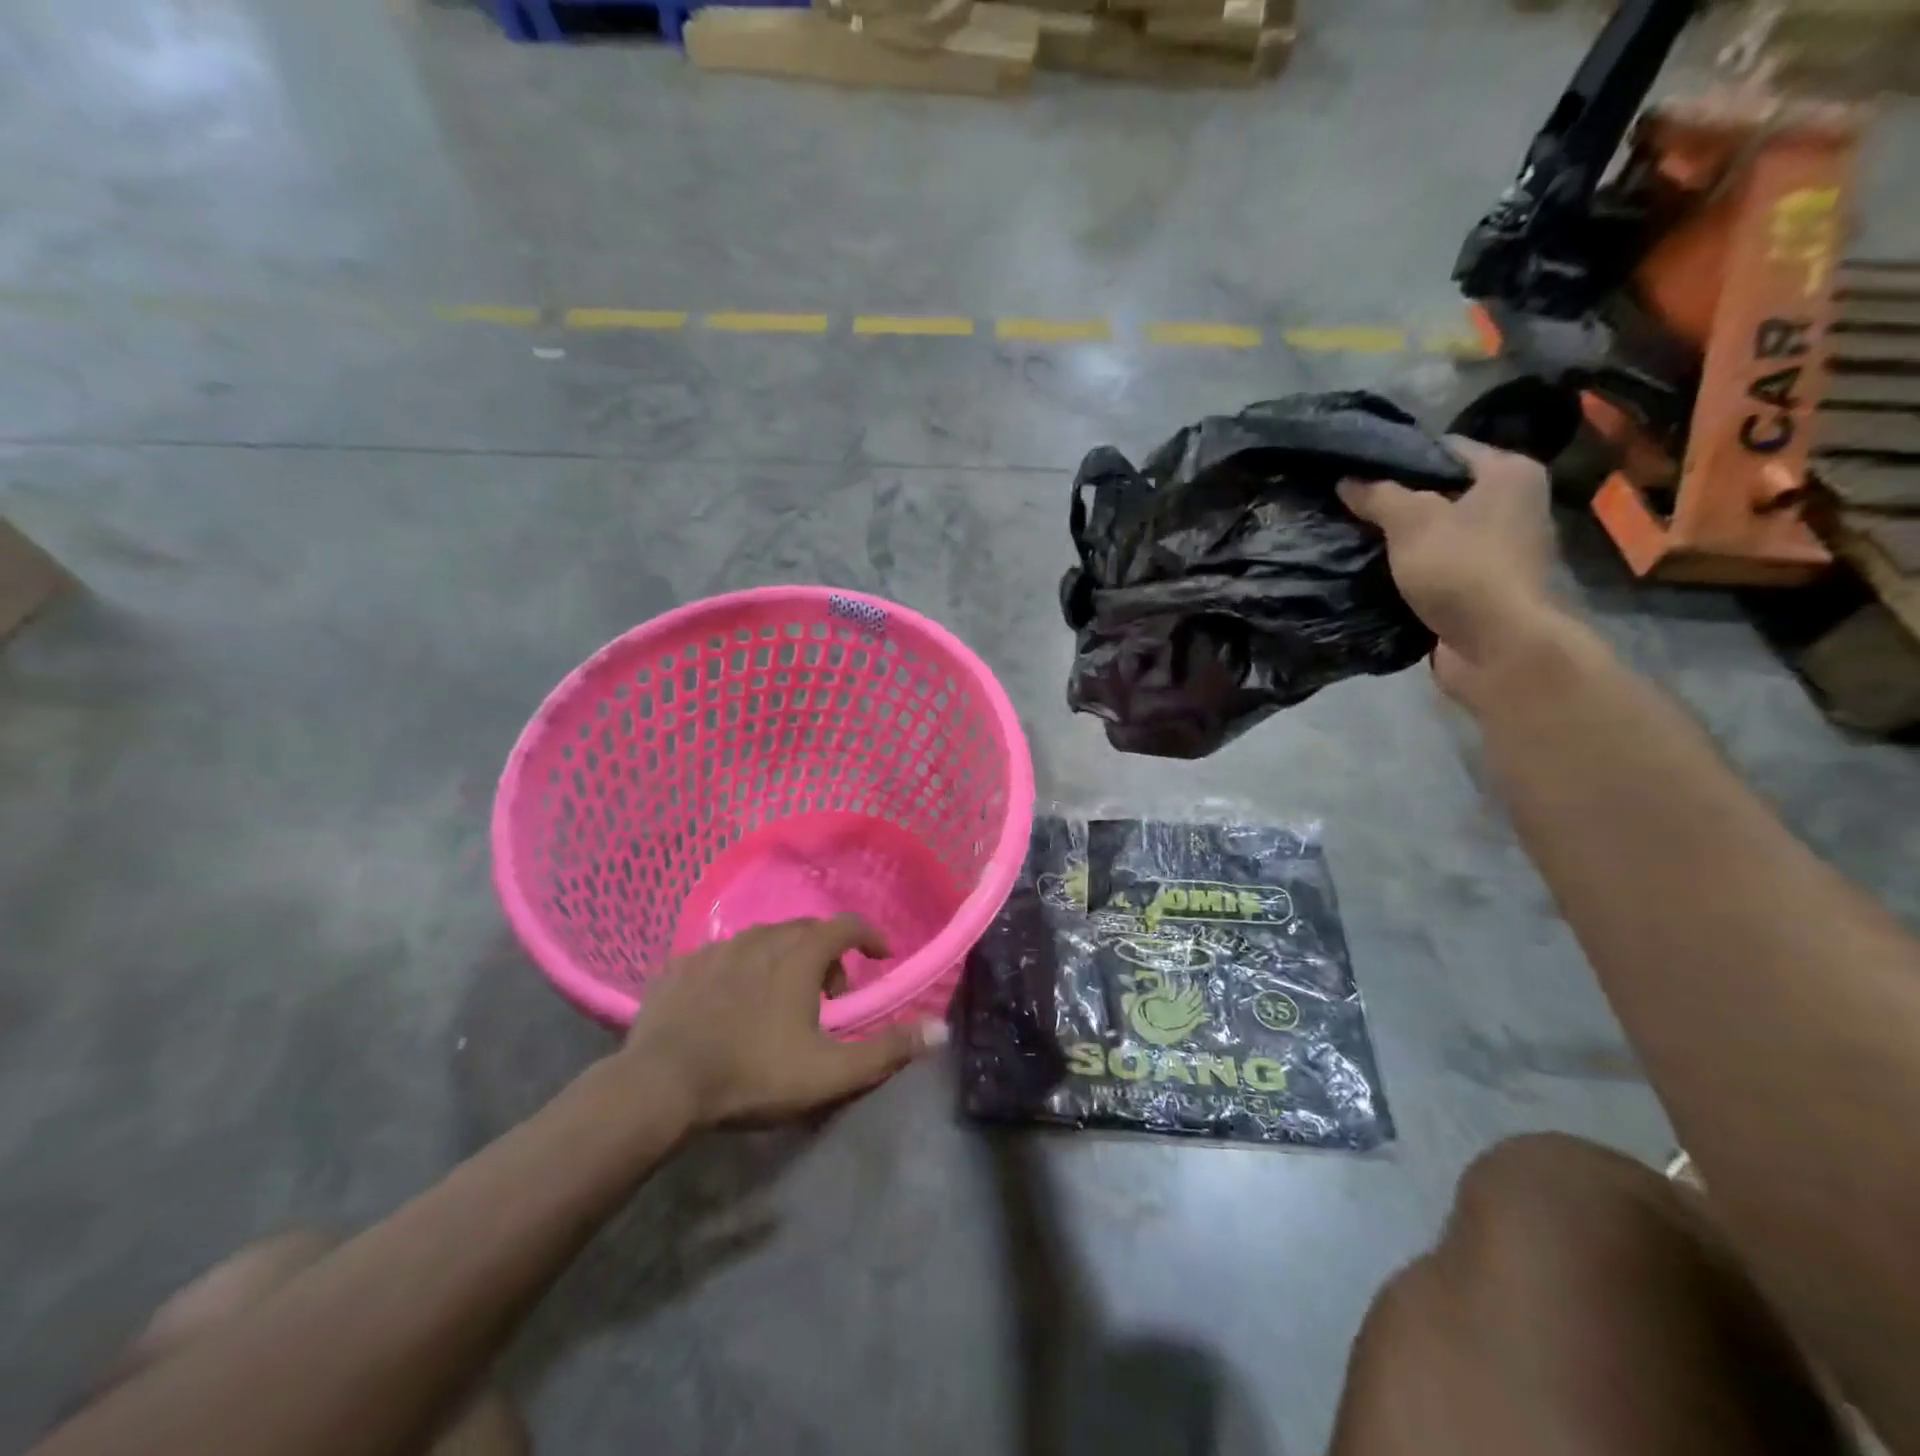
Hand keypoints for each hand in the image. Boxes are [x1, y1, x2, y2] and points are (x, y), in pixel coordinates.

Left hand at [621, 916, 944, 1126]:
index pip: (847, 926)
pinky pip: (724, 956)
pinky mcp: (682, 965)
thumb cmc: (753, 1074)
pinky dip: (741, 970)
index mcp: (799, 954)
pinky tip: (732, 1002)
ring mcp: (717, 948)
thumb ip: (887, 1050)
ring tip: (783, 999)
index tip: (881, 955)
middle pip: (806, 931)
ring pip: (763, 940)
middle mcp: (760, 938)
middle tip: (832, 995)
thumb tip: (941, 1030)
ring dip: (784, 959)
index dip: (870, 936)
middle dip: (828, 955)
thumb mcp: (829, 1071)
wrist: (660, 1085)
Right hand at [1338, 437, 1563, 699]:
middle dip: (1396, 502)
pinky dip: (1411, 569)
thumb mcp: (1411, 522)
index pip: (1444, 449)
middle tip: (1348, 508)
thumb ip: (1377, 496)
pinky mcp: (1485, 586)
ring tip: (1354, 540)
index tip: (1355, 472)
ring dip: (1401, 539)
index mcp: (1509, 473)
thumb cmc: (1462, 568)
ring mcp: (1502, 548)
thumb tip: (1346, 479)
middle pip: (1441, 491)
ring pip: (1438, 532)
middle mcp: (1514, 504)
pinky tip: (1377, 574)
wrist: (1499, 646)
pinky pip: (1439, 566)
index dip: (1397, 458)